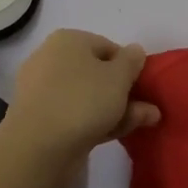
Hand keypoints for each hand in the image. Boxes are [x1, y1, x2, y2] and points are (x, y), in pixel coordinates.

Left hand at [4, 30, 159, 164]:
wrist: (39, 147)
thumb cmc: (83, 100)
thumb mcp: (119, 76)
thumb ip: (132, 61)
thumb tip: (135, 51)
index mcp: (68, 40)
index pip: (107, 46)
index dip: (129, 64)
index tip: (143, 84)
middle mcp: (52, 60)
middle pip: (98, 72)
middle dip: (125, 90)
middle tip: (149, 107)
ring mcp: (44, 92)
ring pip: (89, 97)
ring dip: (119, 108)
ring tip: (147, 121)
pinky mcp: (42, 120)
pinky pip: (77, 115)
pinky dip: (100, 121)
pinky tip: (123, 132)